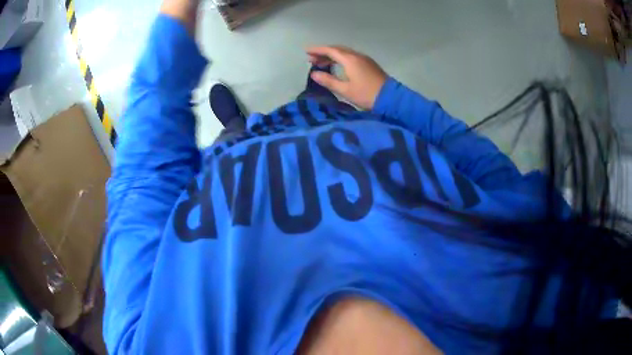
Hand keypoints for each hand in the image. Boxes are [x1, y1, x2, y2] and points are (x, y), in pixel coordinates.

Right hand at [306, 46, 387, 109]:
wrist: (391, 98)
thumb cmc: (366, 95)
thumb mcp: (345, 90)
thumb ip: (328, 81)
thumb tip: (314, 74)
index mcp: (350, 59)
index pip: (330, 50)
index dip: (317, 50)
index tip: (306, 51)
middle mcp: (357, 55)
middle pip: (337, 49)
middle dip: (323, 52)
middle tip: (311, 59)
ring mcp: (364, 59)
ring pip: (344, 53)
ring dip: (332, 56)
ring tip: (321, 63)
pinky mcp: (369, 64)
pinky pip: (351, 57)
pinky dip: (340, 59)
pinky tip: (337, 66)